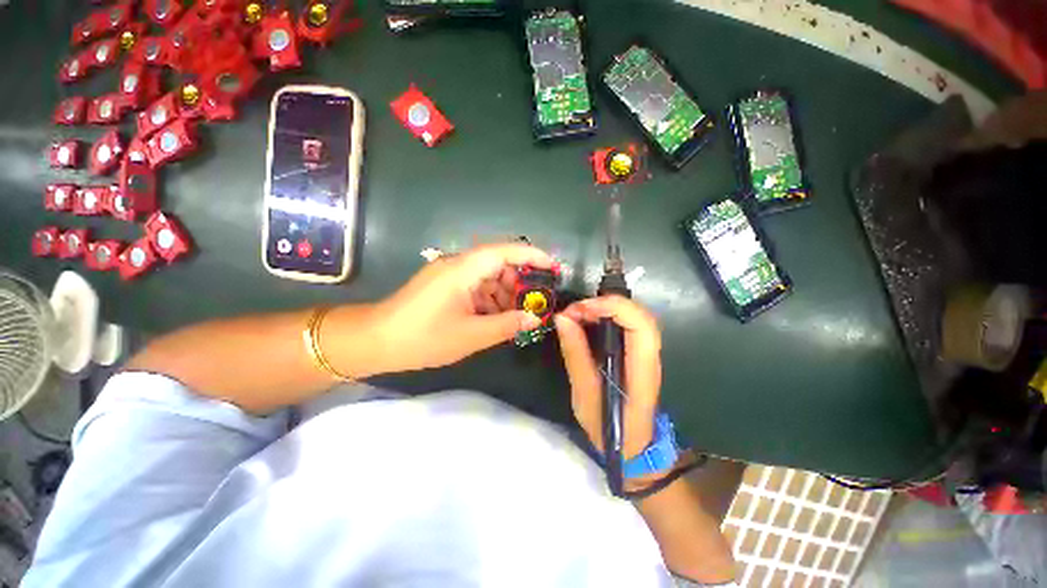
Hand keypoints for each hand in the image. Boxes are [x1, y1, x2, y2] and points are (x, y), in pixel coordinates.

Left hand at [363, 243, 552, 374]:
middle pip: (499, 263)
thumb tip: (535, 318)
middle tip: (537, 303)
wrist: (375, 342)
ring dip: (506, 293)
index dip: (532, 256)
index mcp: (463, 270)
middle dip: (521, 282)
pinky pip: (476, 286)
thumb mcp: (471, 335)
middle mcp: (458, 265)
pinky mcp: (445, 285)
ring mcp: (450, 274)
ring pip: (488, 276)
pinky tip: (498, 318)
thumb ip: (507, 325)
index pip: (505, 251)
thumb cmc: (423, 338)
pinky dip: (490, 299)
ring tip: (519, 316)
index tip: (553, 267)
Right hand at [554, 296, 661, 459]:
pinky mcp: (636, 352)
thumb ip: (575, 354)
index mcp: (641, 369)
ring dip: (604, 308)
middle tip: (574, 311)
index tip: (580, 310)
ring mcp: (646, 352)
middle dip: (604, 304)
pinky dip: (605, 315)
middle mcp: (649, 355)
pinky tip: (586, 321)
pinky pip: (625, 323)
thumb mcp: (585, 395)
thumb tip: (562, 319)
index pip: (640, 324)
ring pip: (633, 315)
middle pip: (638, 314)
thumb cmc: (609, 428)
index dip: (612, 307)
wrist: (633, 448)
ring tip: (576, 315)